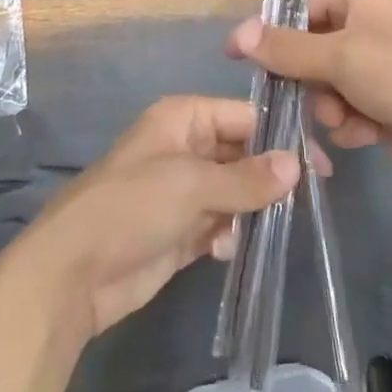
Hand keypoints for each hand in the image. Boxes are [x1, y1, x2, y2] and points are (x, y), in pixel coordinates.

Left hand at [6, 95, 297, 341]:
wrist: (72, 274)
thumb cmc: (131, 208)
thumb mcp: (192, 185)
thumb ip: (247, 177)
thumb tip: (297, 165)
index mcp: (182, 119)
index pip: (244, 116)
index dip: (281, 136)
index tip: (320, 164)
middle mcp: (184, 148)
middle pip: (241, 153)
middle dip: (269, 175)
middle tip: (309, 198)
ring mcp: (182, 191)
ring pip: (234, 191)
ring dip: (253, 208)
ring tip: (272, 225)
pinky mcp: (180, 231)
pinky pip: (220, 224)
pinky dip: (231, 234)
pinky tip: (229, 249)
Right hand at [226, 0, 391, 193]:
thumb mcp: (340, 55)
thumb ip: (286, 48)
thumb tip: (237, 33)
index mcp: (358, 0)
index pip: (300, 8)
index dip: (270, 31)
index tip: (240, 57)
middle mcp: (364, 29)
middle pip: (307, 51)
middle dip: (306, 79)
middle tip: (306, 94)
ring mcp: (374, 71)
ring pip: (322, 87)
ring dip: (327, 107)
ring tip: (346, 118)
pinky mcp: (381, 107)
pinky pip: (343, 113)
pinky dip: (349, 125)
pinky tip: (366, 134)